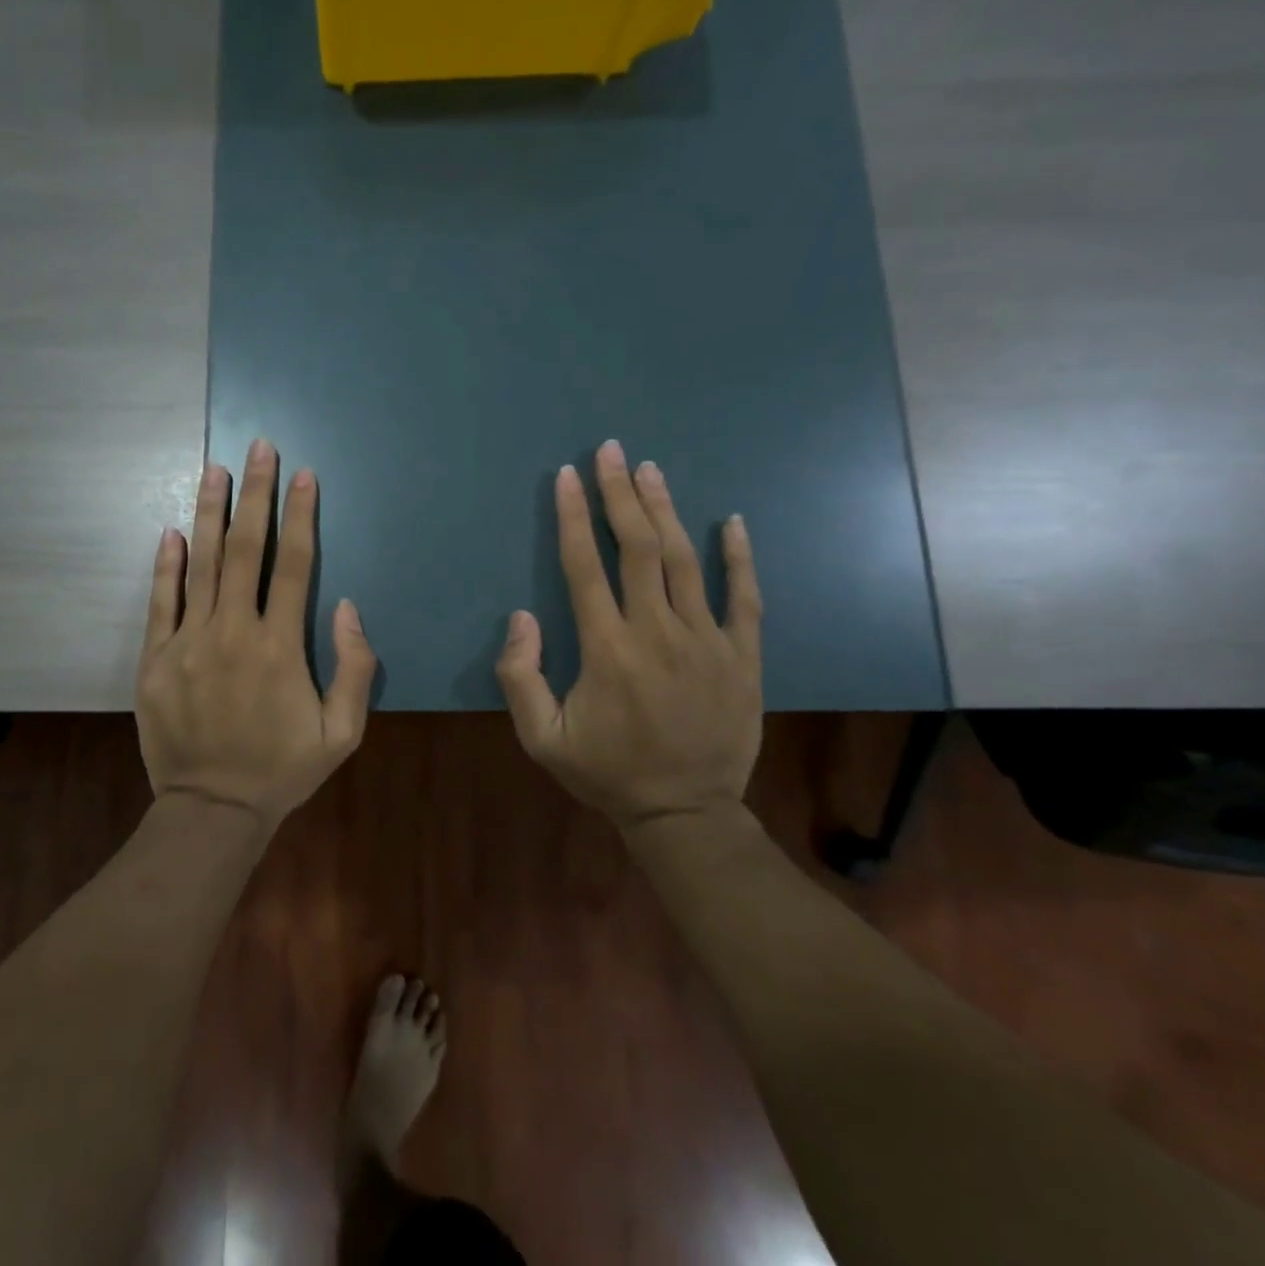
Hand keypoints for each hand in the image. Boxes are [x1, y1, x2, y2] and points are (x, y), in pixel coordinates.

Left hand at [135, 438, 376, 829]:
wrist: (212, 810)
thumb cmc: (283, 770)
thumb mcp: (342, 733)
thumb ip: (354, 668)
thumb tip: (347, 606)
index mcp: (280, 647)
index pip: (294, 565)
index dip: (301, 516)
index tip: (303, 475)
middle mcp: (233, 632)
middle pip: (245, 549)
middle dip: (255, 494)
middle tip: (258, 447)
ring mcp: (189, 642)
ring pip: (200, 563)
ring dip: (209, 512)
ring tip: (214, 468)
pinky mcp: (155, 658)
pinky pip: (160, 601)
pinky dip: (165, 564)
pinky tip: (171, 530)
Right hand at [496, 440, 763, 829]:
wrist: (686, 813)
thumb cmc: (607, 773)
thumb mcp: (541, 739)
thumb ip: (520, 677)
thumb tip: (520, 617)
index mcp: (607, 649)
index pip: (586, 566)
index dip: (575, 517)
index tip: (569, 476)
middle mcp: (657, 632)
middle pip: (638, 548)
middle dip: (621, 494)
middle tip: (612, 451)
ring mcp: (707, 642)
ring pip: (685, 562)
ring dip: (666, 511)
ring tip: (650, 471)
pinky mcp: (742, 657)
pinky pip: (744, 598)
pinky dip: (739, 558)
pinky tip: (731, 522)